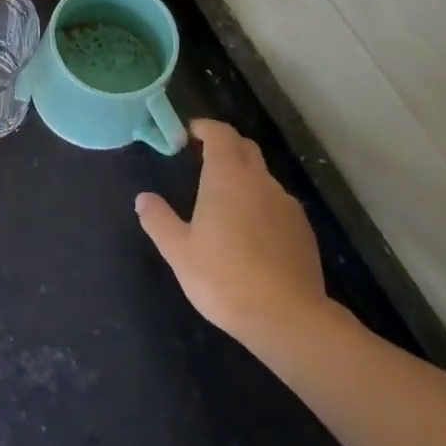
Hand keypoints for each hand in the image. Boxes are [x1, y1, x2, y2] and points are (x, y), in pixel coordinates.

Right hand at [136, 119, 330, 348]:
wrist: (288, 318)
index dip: (204, 128)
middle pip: (245, 148)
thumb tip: (143, 198)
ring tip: (224, 202)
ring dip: (243, 177)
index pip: (220, 133)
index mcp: (228, 177)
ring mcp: (287, 205)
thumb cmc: (224, 278)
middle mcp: (261, 182)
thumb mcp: (179, 251)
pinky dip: (260, 204)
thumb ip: (158, 220)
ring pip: (262, 177)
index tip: (188, 134)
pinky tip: (250, 234)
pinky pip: (277, 204)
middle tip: (201, 160)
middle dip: (224, 146)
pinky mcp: (303, 230)